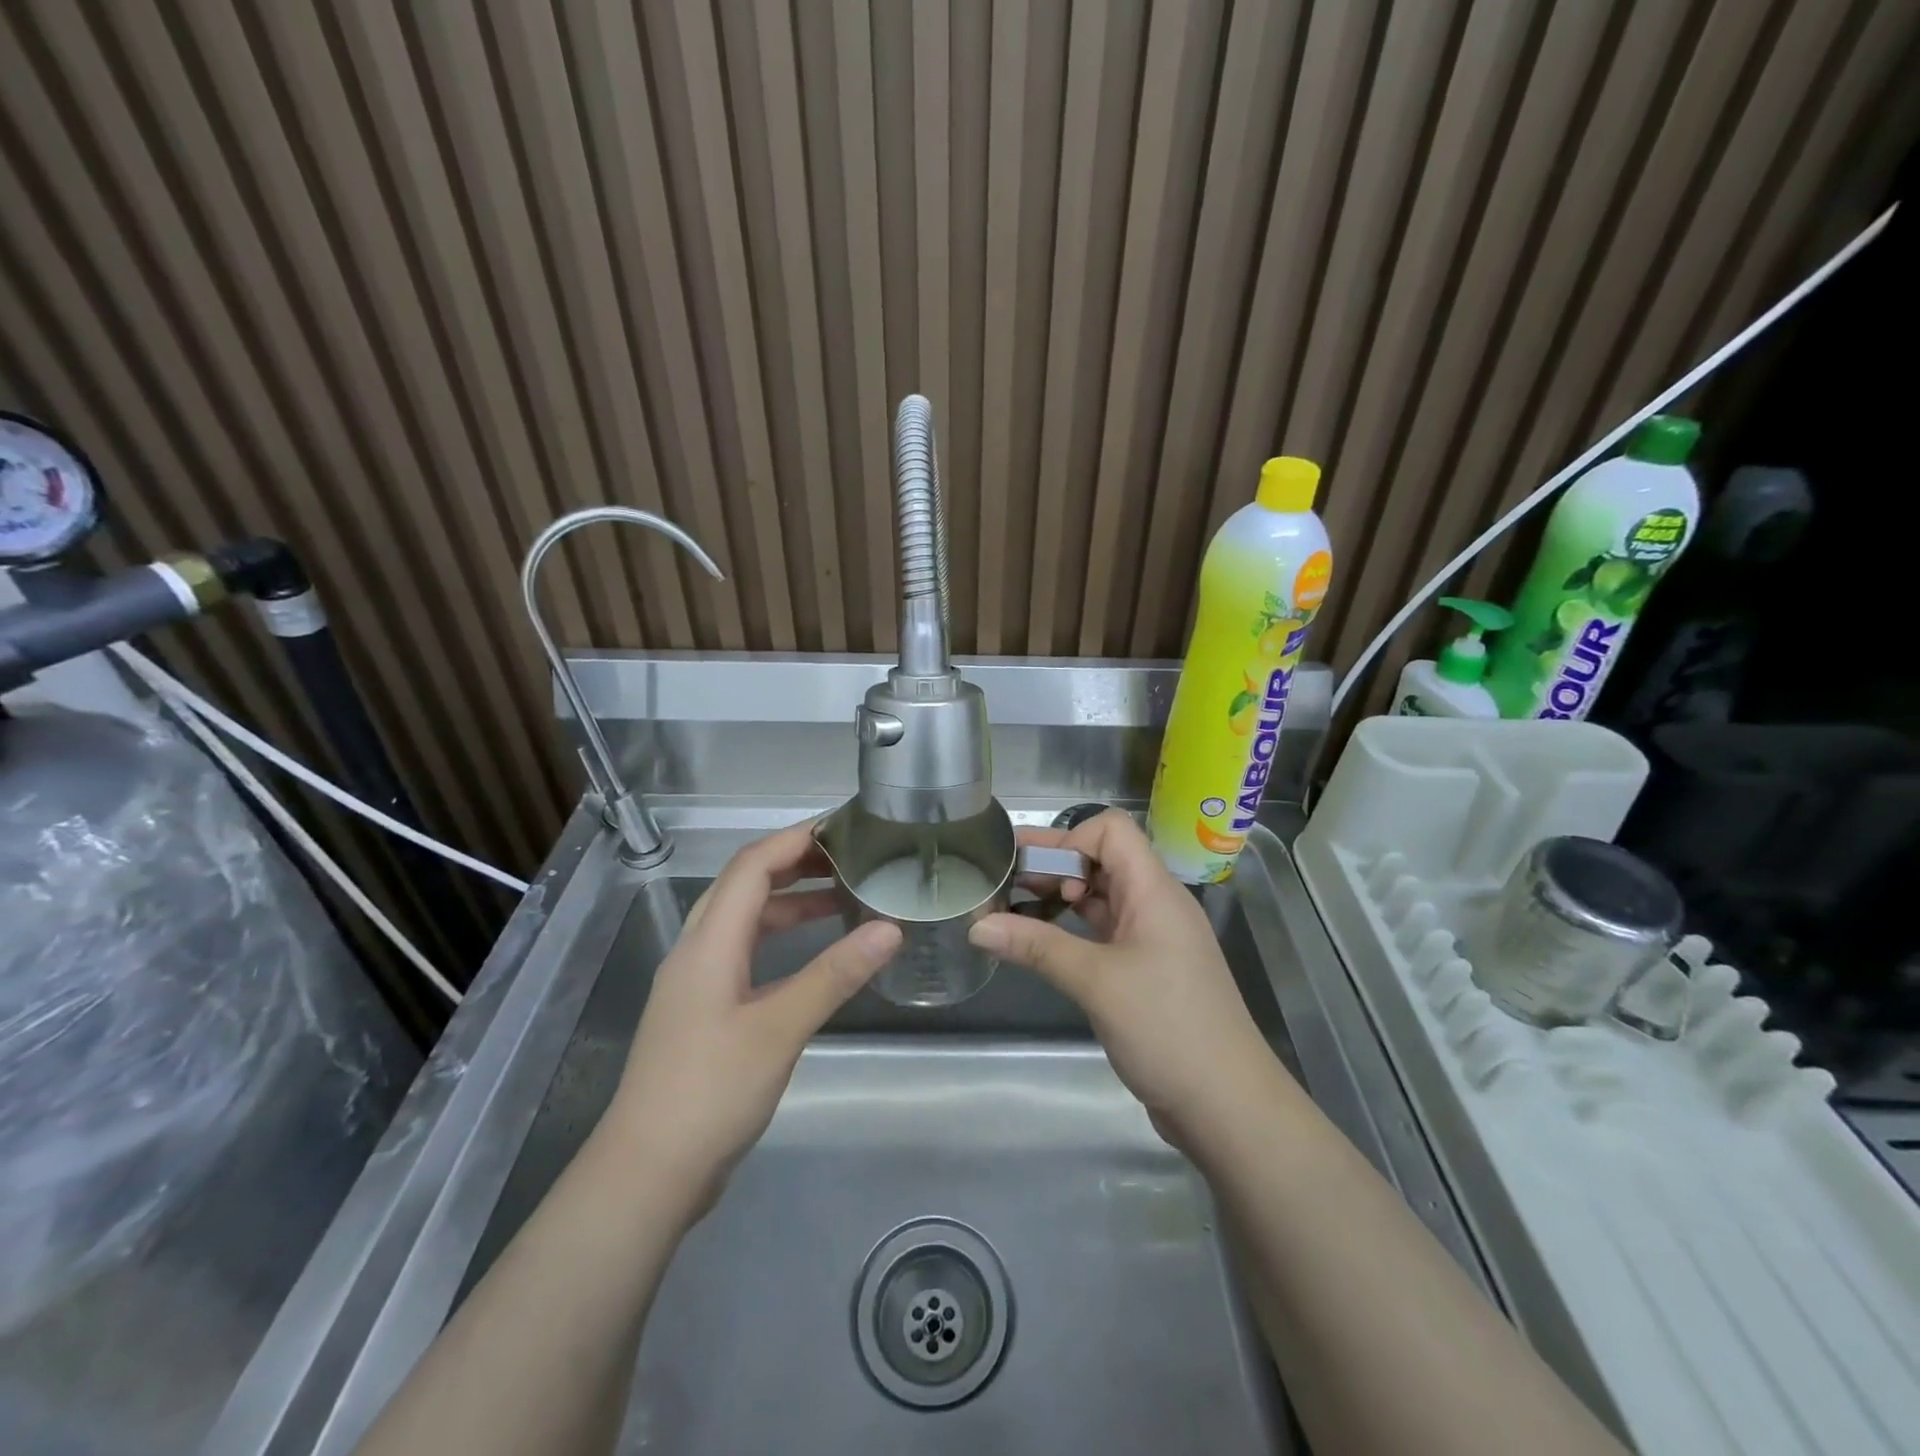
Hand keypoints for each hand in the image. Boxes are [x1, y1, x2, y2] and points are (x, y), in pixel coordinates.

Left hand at [601, 821, 900, 1214]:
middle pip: (744, 884)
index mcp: (709, 943)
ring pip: (745, 920)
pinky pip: (746, 952)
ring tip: (842, 897)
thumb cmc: (710, 1092)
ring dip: (789, 901)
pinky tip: (814, 955)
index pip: (752, 866)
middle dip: (795, 862)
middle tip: (850, 857)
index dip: (795, 839)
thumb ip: (834, 975)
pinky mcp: (705, 1011)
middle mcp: (698, 950)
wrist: (647, 1173)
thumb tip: (889, 928)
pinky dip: (781, 939)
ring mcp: (698, 982)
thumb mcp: (779, 1029)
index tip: (844, 827)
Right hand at [970, 810, 1288, 1152]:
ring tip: (1011, 908)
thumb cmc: (1167, 1029)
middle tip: (1001, 878)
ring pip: (1101, 896)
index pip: (1111, 831)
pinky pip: (1104, 930)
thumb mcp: (1096, 982)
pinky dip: (1071, 929)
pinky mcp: (1146, 969)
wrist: (1228, 1106)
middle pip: (1101, 859)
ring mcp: (1152, 937)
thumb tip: (977, 926)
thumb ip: (1036, 947)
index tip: (1032, 871)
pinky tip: (1040, 943)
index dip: (1068, 839)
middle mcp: (1155, 903)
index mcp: (1154, 890)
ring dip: (1059, 897)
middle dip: (1052, 864)